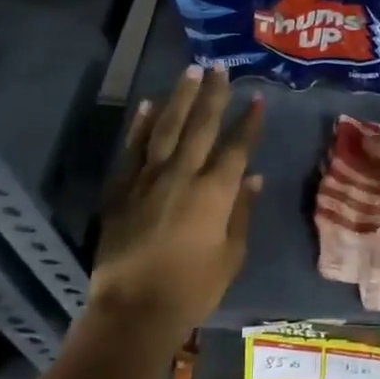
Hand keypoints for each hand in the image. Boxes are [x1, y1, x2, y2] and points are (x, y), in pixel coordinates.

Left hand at [90, 65, 262, 336]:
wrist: (134, 310)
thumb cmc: (192, 288)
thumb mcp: (231, 256)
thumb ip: (241, 212)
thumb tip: (253, 177)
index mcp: (214, 192)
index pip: (236, 147)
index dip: (249, 122)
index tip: (258, 97)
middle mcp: (182, 175)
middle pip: (201, 126)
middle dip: (214, 95)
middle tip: (221, 68)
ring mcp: (148, 178)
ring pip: (166, 127)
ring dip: (180, 97)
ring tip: (190, 72)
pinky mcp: (121, 189)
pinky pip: (132, 149)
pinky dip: (140, 125)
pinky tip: (148, 104)